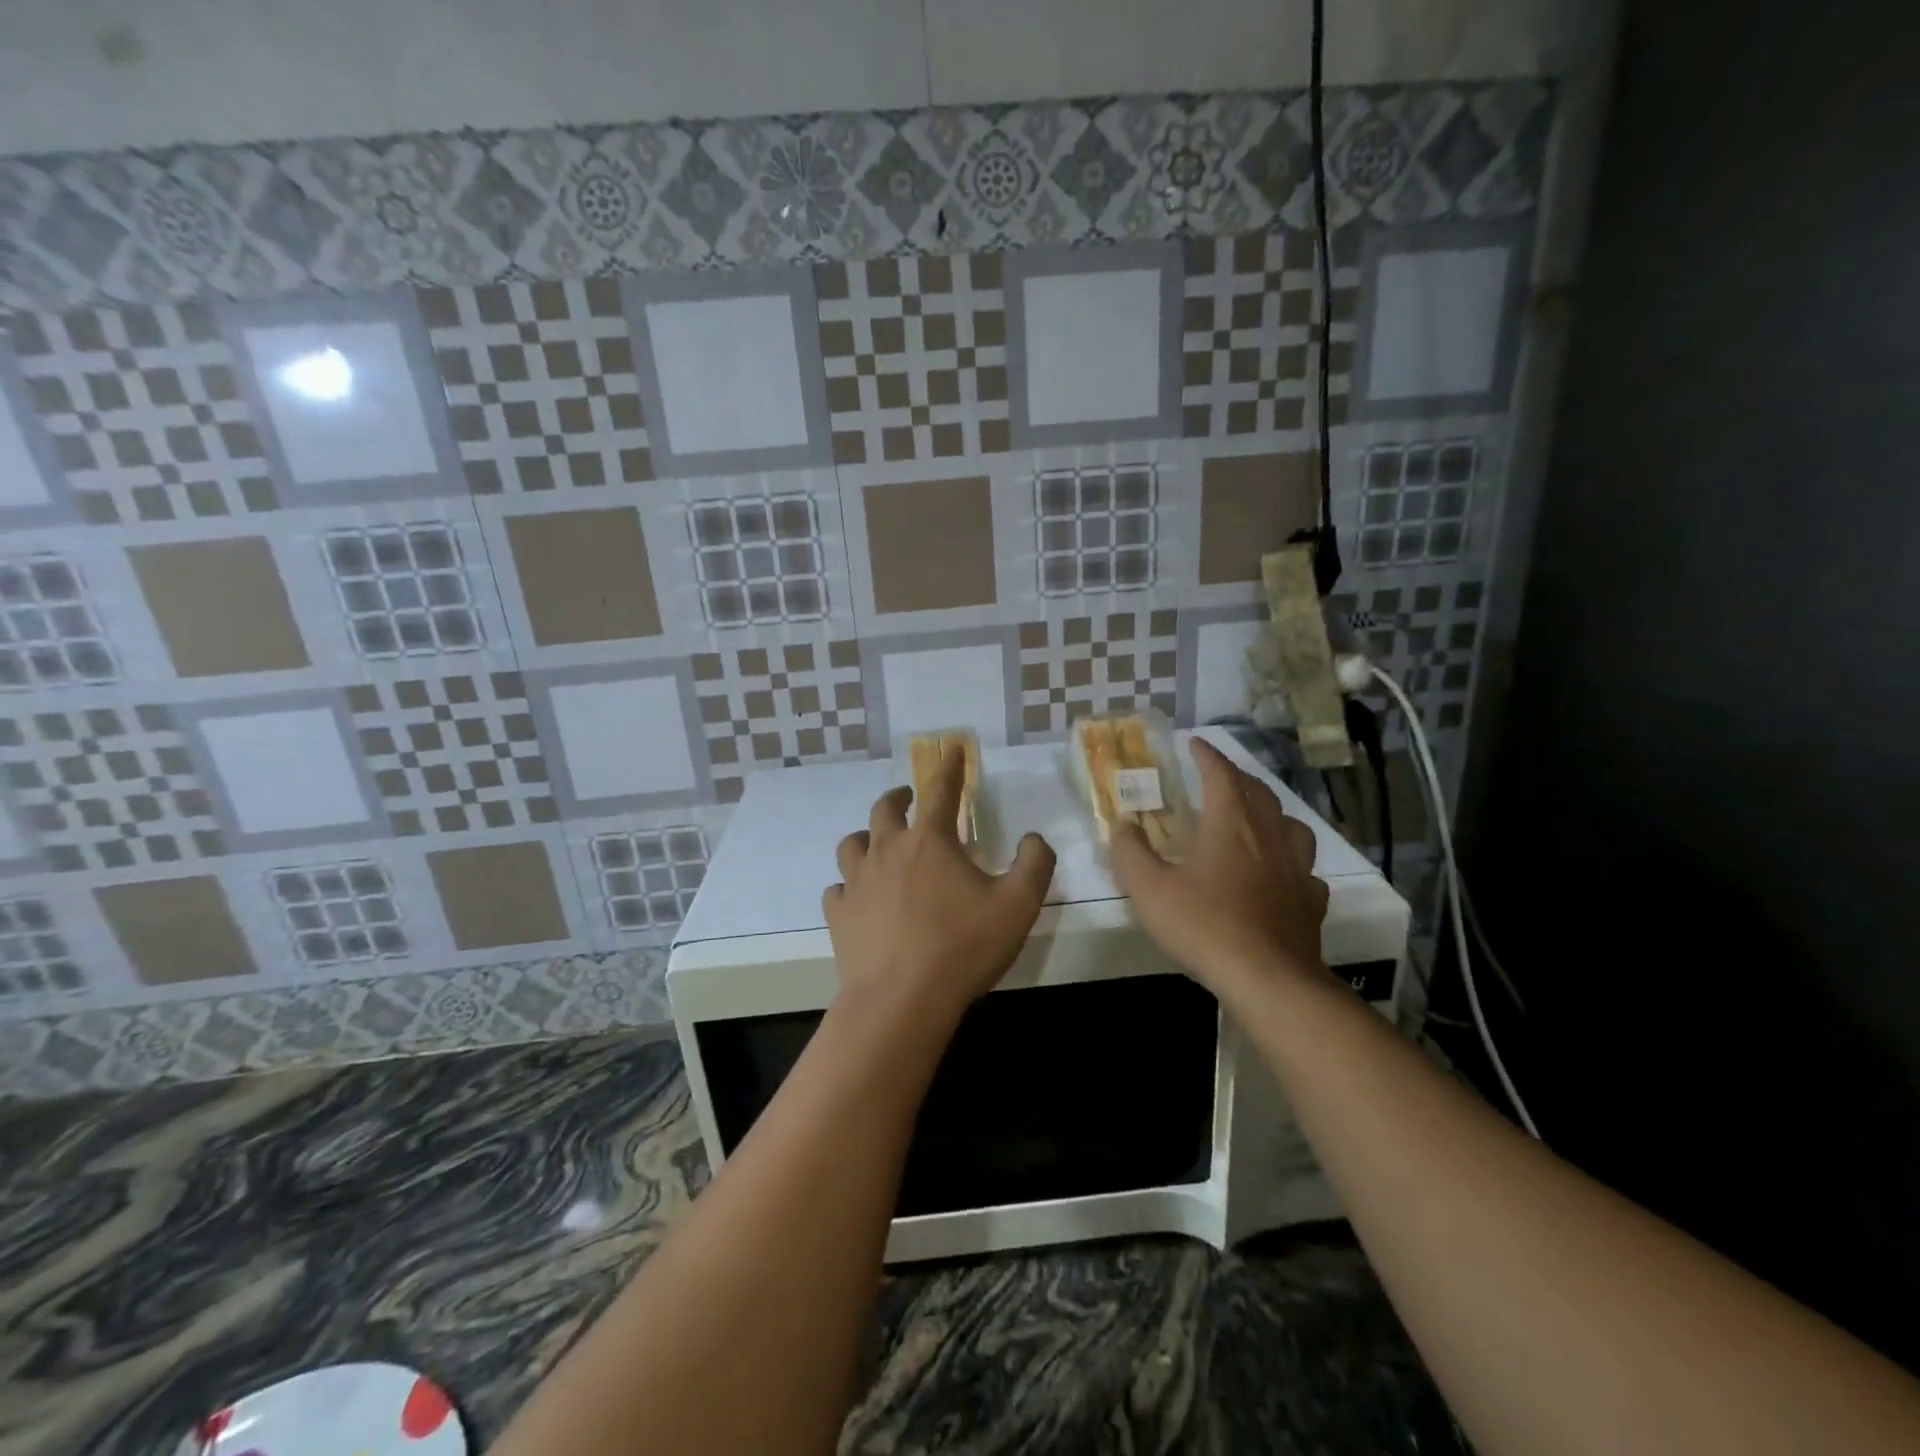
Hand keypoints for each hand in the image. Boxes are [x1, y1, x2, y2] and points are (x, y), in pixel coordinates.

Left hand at [825, 743, 1056, 1030]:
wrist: (902, 1000)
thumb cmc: (964, 947)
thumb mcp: (1018, 904)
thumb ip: (1034, 864)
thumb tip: (1034, 838)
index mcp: (930, 840)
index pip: (940, 790)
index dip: (949, 768)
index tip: (951, 752)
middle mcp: (888, 850)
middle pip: (885, 809)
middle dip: (899, 797)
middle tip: (908, 797)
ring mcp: (857, 882)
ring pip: (852, 843)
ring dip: (866, 836)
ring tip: (876, 842)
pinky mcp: (838, 915)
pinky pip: (837, 889)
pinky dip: (848, 885)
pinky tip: (857, 897)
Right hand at [1111, 737, 1330, 1001]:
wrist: (1268, 979)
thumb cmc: (1204, 926)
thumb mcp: (1149, 889)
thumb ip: (1130, 853)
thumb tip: (1123, 825)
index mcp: (1230, 825)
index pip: (1221, 775)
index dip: (1208, 756)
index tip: (1196, 743)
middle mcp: (1268, 837)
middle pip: (1259, 794)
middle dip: (1239, 778)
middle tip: (1222, 777)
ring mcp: (1296, 869)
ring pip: (1292, 826)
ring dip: (1273, 814)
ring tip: (1259, 820)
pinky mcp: (1311, 902)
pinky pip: (1306, 870)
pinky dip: (1291, 863)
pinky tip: (1282, 876)